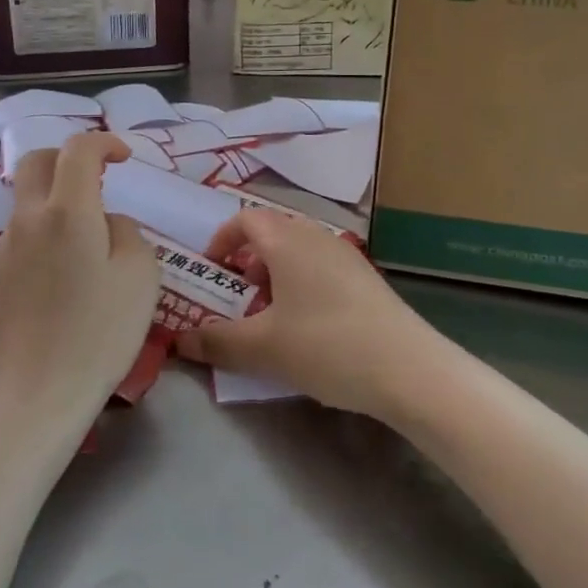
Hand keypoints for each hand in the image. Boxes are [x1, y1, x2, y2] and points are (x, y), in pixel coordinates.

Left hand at [0, 133, 158, 418]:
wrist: (41, 390)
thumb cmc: (102, 330)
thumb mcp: (140, 273)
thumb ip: (126, 231)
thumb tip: (105, 223)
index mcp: (67, 211)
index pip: (78, 150)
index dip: (104, 143)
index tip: (125, 158)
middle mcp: (29, 218)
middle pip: (38, 160)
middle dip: (69, 155)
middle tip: (100, 176)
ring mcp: (8, 245)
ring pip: (28, 194)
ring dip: (58, 190)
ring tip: (92, 225)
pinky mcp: (0, 271)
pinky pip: (25, 226)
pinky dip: (48, 220)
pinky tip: (71, 257)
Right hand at [174, 210, 433, 416]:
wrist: (408, 368)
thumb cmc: (326, 346)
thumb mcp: (263, 348)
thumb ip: (217, 342)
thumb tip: (179, 341)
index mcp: (288, 241)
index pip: (247, 219)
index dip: (223, 238)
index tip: (212, 268)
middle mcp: (317, 237)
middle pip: (274, 231)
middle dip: (249, 258)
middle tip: (238, 294)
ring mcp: (347, 255)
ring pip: (299, 249)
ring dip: (276, 272)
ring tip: (270, 313)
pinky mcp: (366, 278)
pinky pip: (321, 266)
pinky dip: (302, 282)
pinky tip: (307, 325)